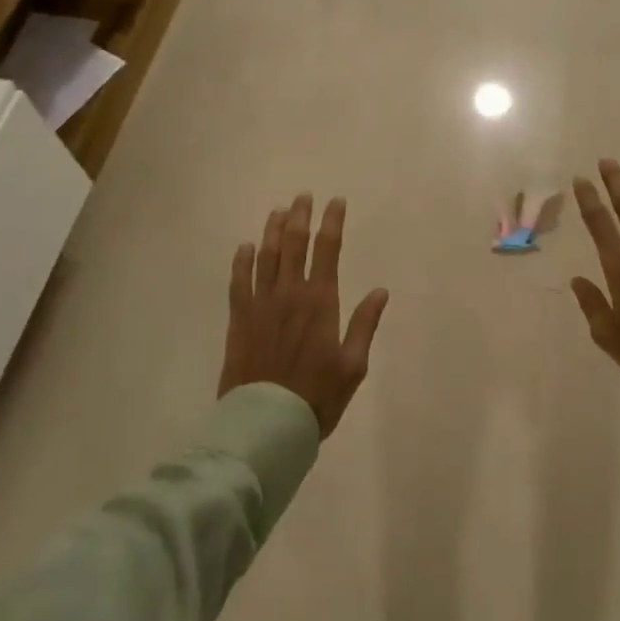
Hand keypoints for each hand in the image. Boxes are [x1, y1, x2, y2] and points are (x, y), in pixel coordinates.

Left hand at [220, 194, 389, 437]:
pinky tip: (246, 247)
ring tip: (278, 211)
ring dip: (273, 231)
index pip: (327, 250)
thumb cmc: (317, 396)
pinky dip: (242, 261)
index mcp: (320, 302)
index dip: (332, 223)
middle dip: (300, 217)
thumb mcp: (353, 365)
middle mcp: (289, 294)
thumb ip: (364, 324)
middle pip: (294, 245)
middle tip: (303, 196)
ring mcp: (261, 305)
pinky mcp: (239, 320)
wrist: (267, 423)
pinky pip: (239, 281)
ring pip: (266, 256)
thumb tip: (381, 291)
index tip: (336, 202)